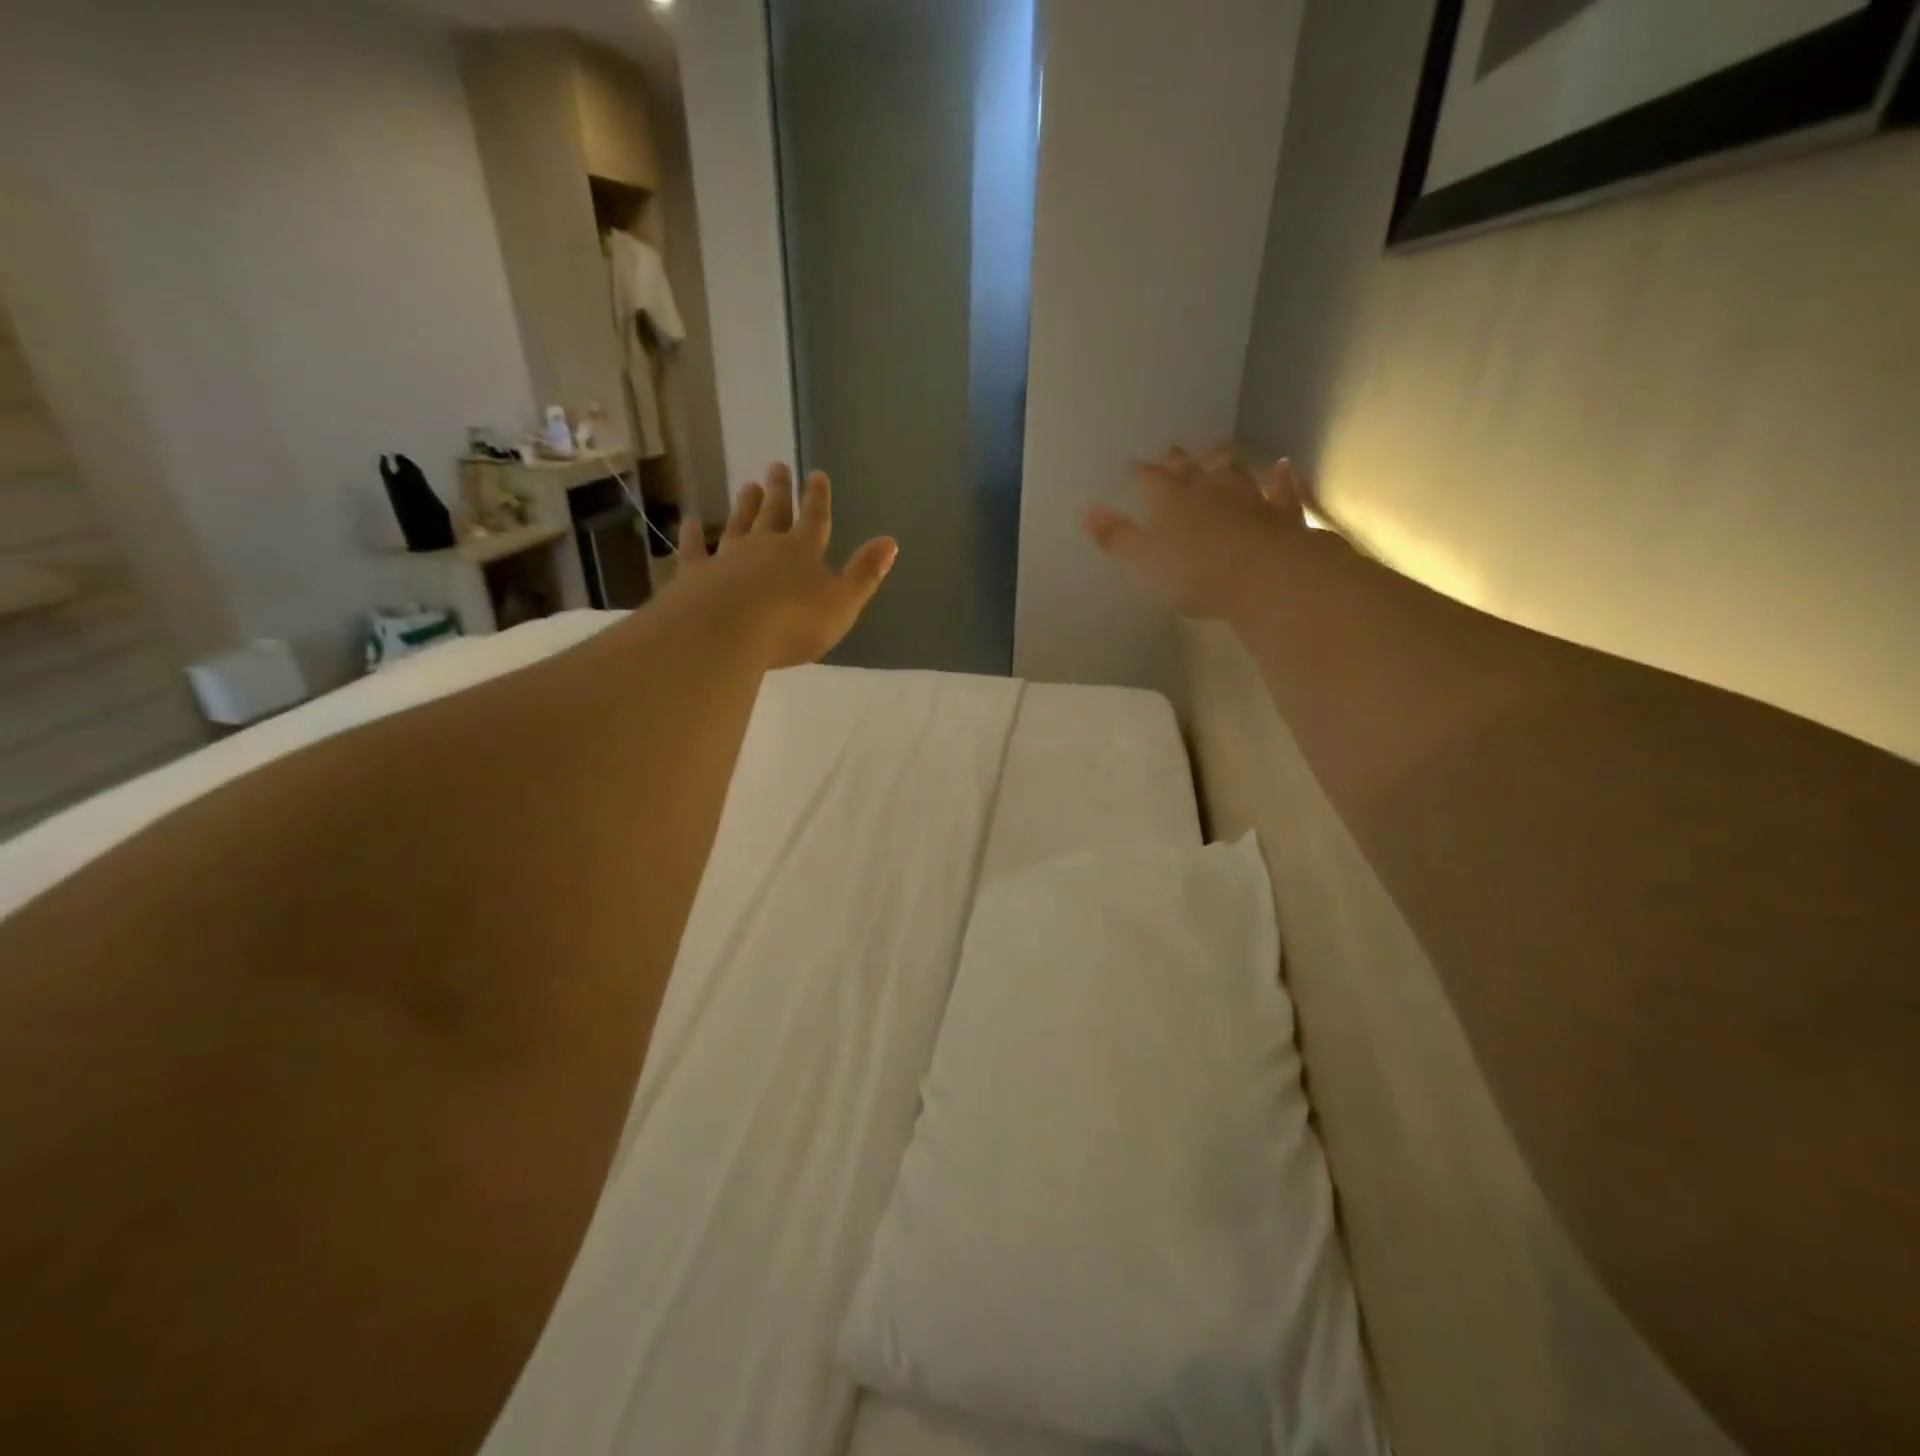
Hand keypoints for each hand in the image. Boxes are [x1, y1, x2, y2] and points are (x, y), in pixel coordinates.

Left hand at [666, 463, 896, 668]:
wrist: (726, 633)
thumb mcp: (842, 603)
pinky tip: (688, 523)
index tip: (816, 474)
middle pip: (774, 513)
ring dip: (744, 506)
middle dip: (779, 491)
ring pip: (738, 524)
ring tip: (748, 486)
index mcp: (803, 553)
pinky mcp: (695, 574)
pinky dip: (692, 536)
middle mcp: (764, 546)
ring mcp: (727, 557)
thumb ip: (864, 574)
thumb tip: (890, 542)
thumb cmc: (793, 623)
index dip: (818, 498)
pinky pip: (694, 550)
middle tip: (777, 466)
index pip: (814, 519)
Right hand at [1083, 445, 1306, 619]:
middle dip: (1179, 461)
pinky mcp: (1280, 514)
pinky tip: (1282, 466)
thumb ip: (1116, 537)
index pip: (1148, 480)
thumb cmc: (1193, 572)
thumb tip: (1086, 510)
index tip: (1131, 466)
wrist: (1263, 575)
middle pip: (1190, 470)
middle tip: (1174, 450)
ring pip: (1233, 472)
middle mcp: (1207, 490)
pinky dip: (1280, 479)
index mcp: (1168, 501)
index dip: (1139, 474)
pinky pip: (1280, 491)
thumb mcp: (1142, 561)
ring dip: (1224, 459)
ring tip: (1217, 444)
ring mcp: (1248, 498)